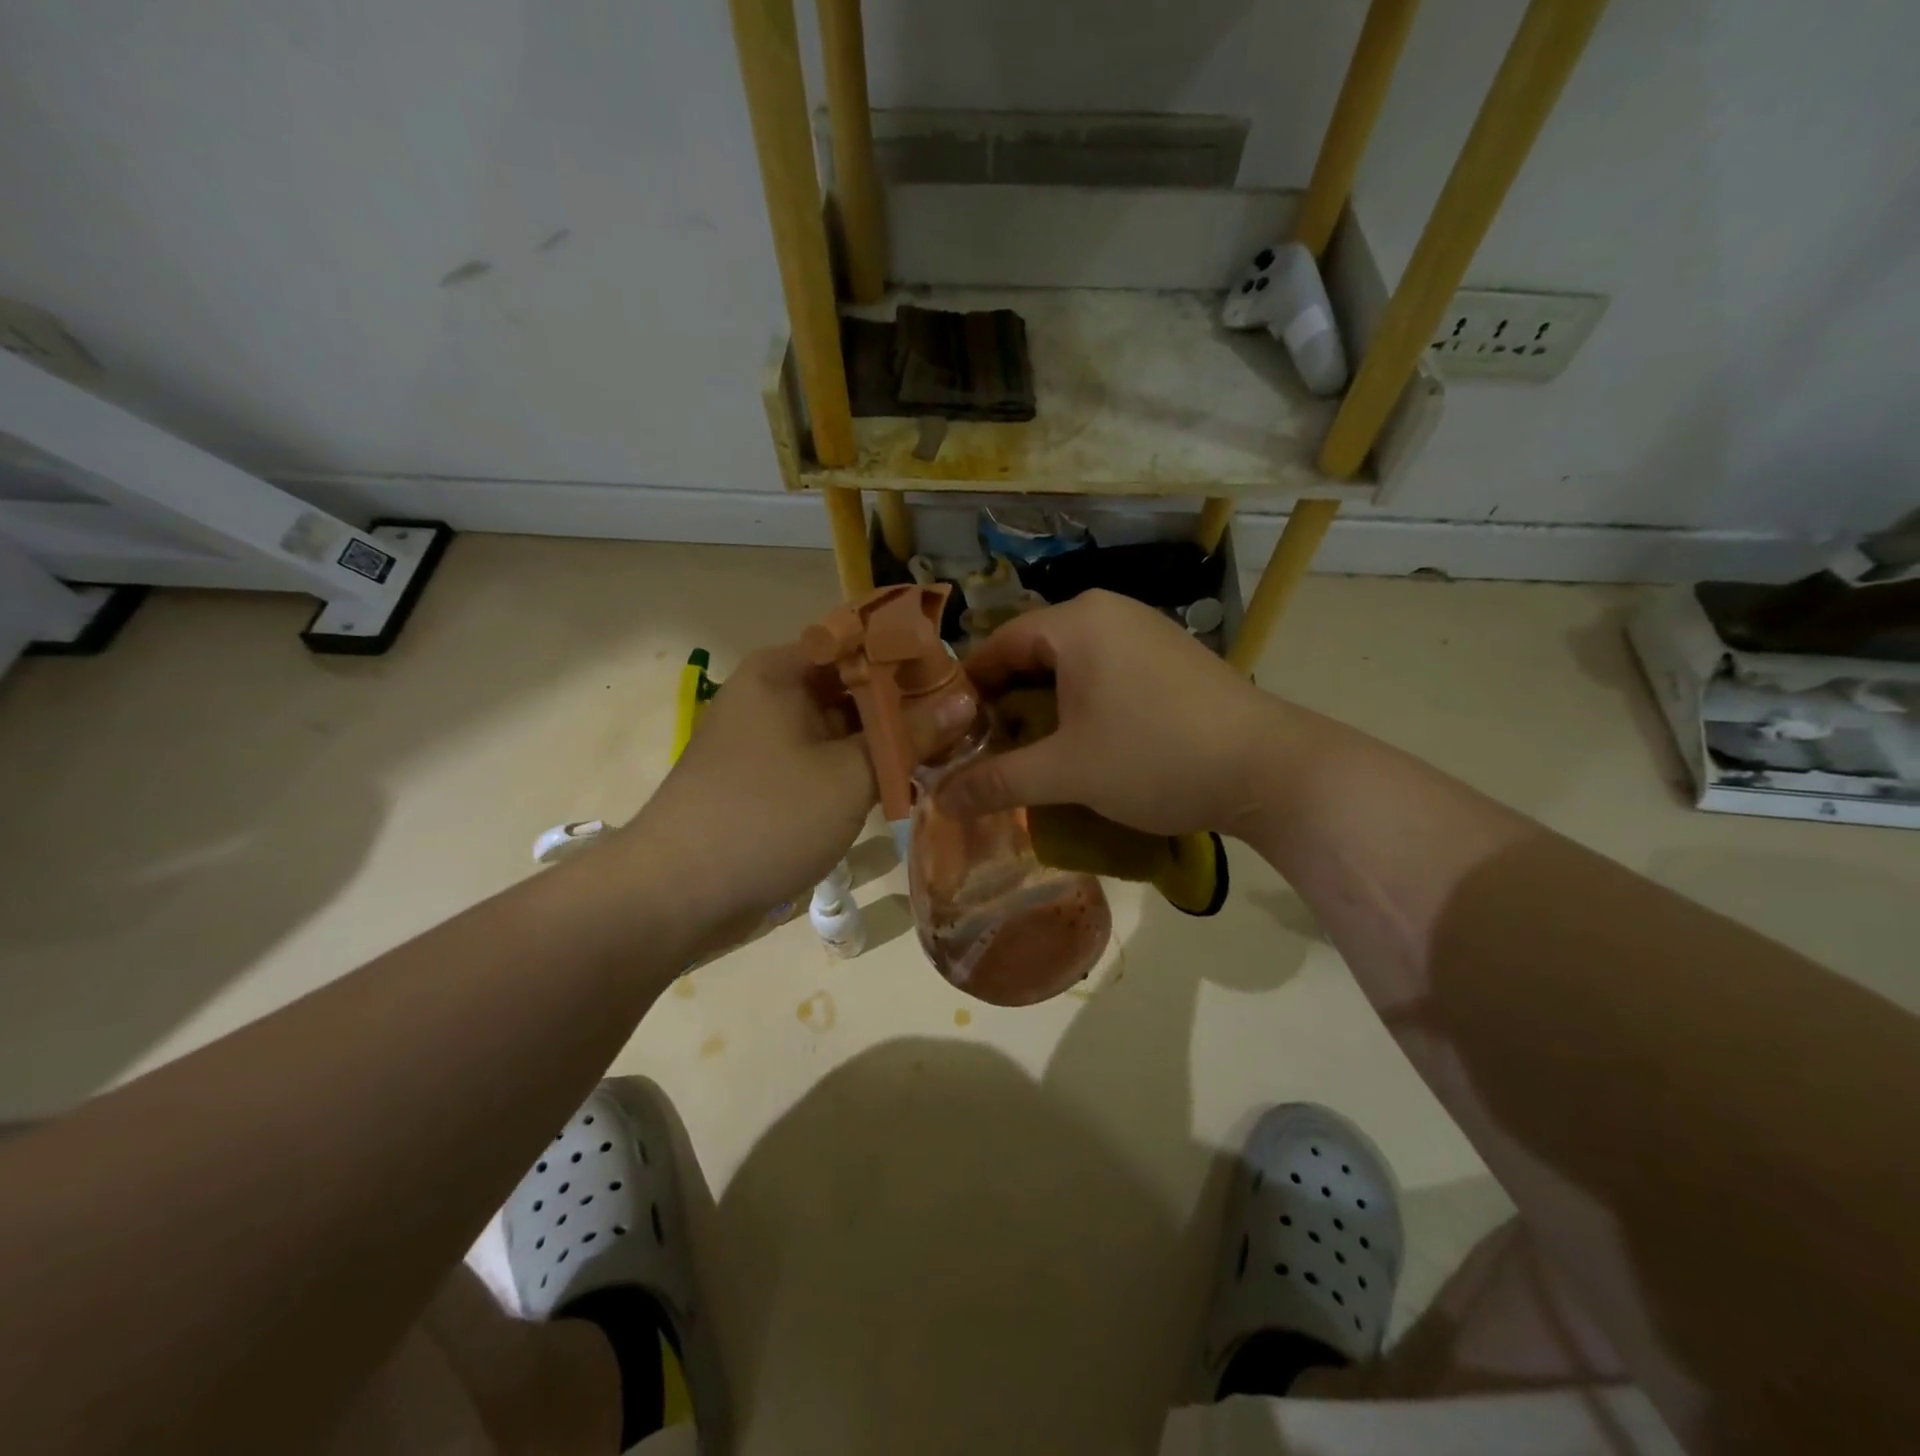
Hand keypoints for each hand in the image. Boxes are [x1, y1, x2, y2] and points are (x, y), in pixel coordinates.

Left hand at [615, 641, 972, 931]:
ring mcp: (766, 738)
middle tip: (962, 723)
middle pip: (852, 684)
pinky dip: (858, 767)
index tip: (959, 681)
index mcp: (784, 671)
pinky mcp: (765, 778)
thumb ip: (911, 734)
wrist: (675, 893)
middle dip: (905, 705)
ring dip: (885, 740)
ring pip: (840, 725)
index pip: (861, 642)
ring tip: (944, 753)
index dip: (913, 658)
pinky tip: (900, 784)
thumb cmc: (768, 817)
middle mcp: (772, 693)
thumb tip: (967, 699)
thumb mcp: (851, 774)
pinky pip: (822, 758)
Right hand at [937, 591, 1285, 836]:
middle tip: (986, 754)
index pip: (997, 645)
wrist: (1269, 770)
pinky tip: (1082, 747)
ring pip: (1070, 667)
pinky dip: (1081, 707)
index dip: (966, 692)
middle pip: (1033, 655)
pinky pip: (1104, 674)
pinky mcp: (1169, 660)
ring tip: (1029, 756)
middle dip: (1005, 705)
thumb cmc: (1156, 757)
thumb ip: (998, 782)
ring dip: (1043, 710)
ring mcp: (1144, 633)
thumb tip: (938, 801)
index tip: (949, 736)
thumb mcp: (1067, 773)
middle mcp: (1109, 613)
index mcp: (1077, 622)